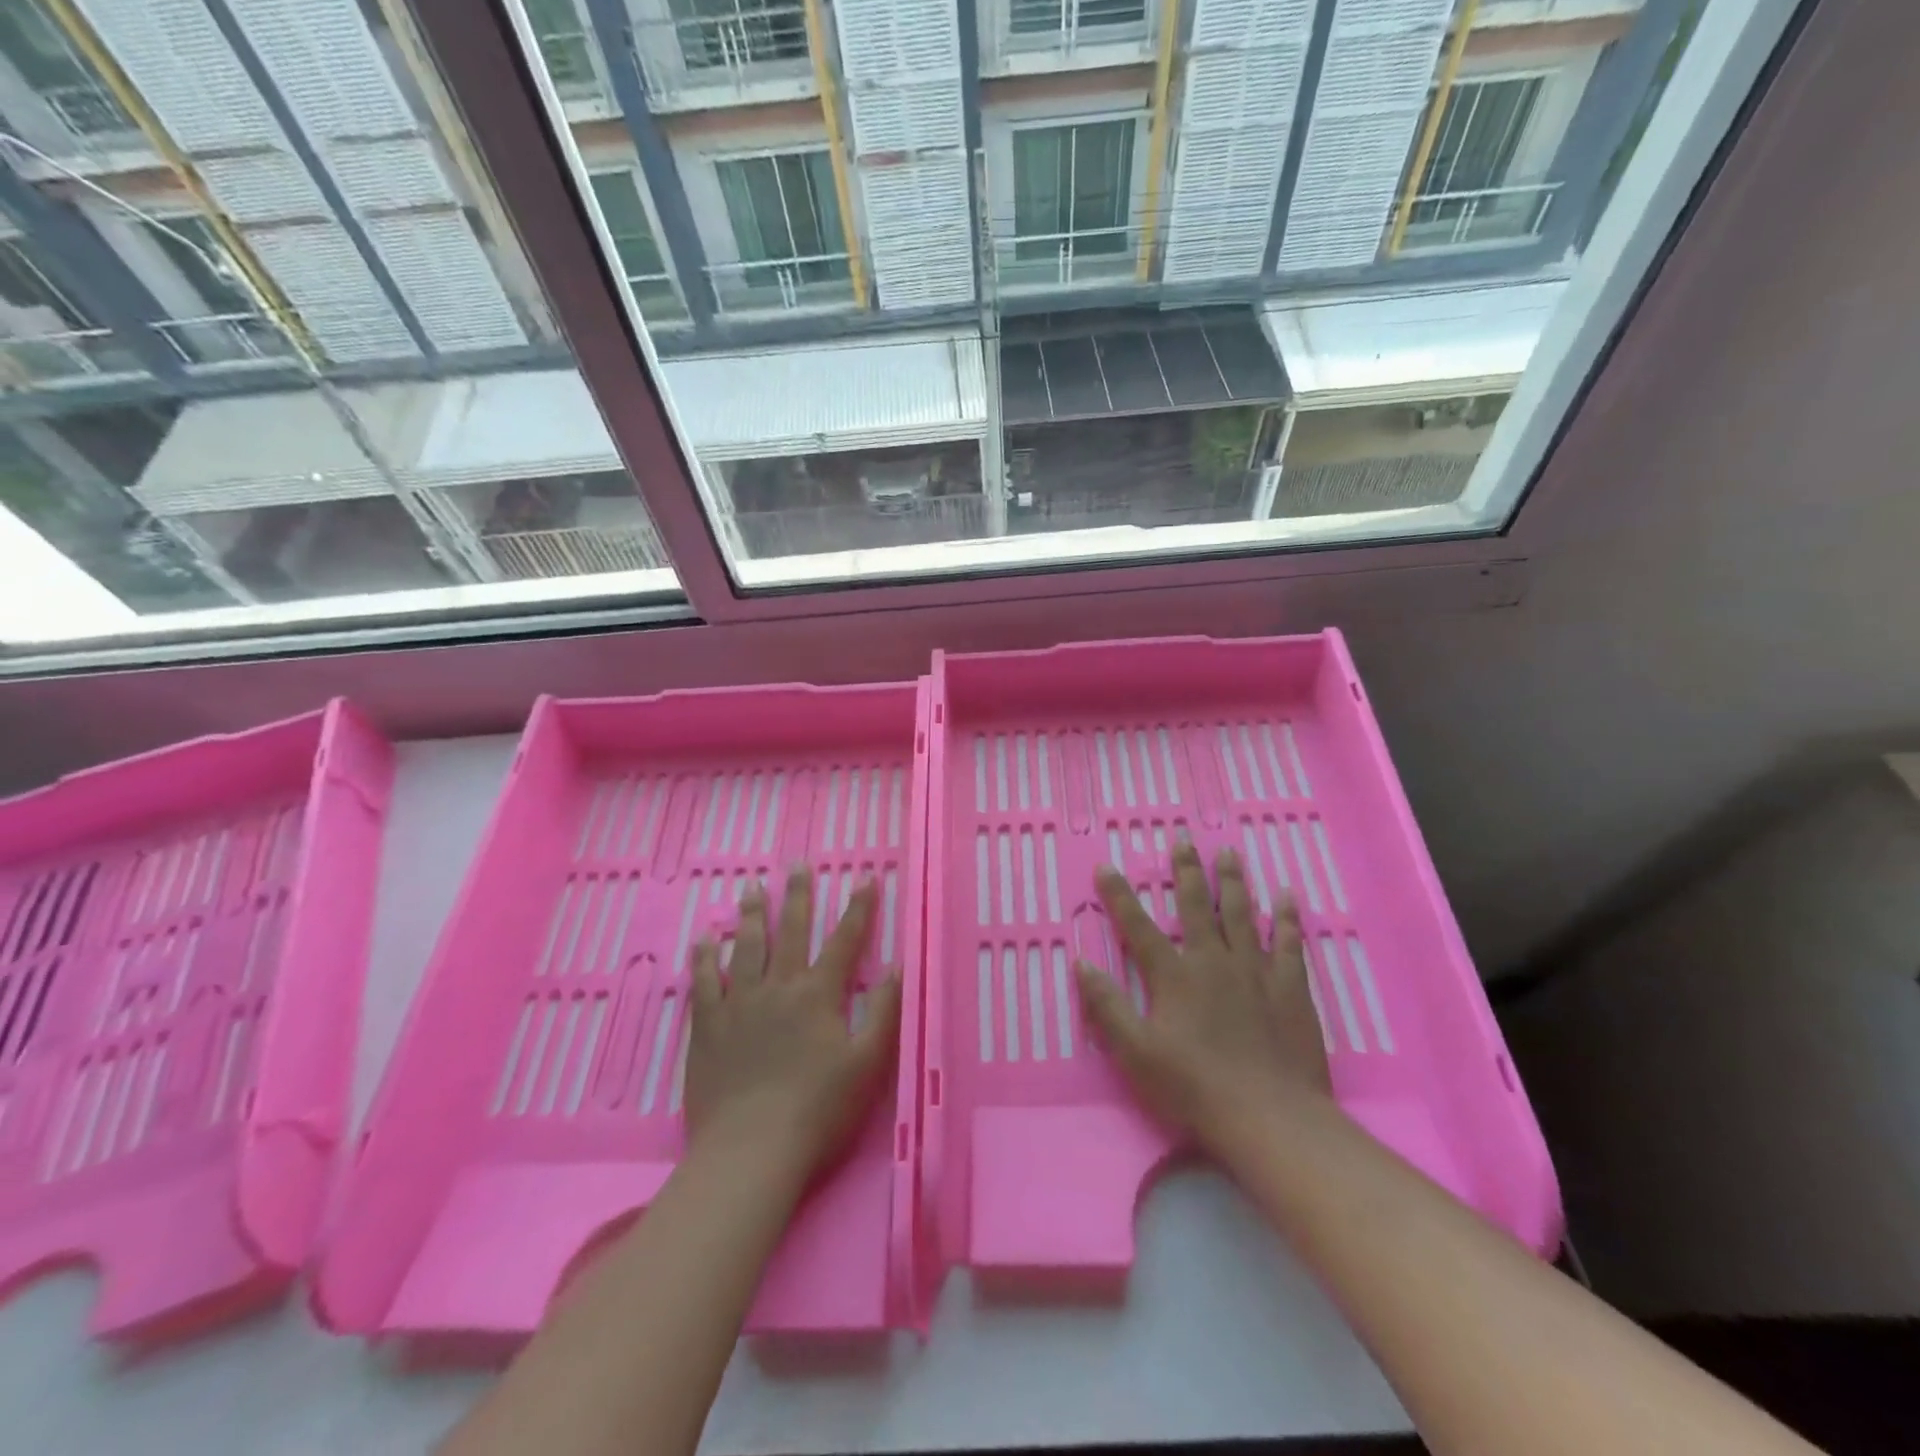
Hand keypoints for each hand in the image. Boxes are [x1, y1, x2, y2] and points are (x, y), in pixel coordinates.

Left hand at [685, 868, 901, 1182]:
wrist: (751, 1151)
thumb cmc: (818, 1110)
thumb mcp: (868, 1064)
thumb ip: (885, 1012)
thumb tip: (898, 966)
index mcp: (819, 995)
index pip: (844, 941)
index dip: (858, 908)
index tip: (865, 877)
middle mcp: (779, 988)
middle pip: (789, 932)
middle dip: (797, 896)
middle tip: (796, 864)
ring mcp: (739, 1004)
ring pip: (745, 948)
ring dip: (751, 915)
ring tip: (751, 888)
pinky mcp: (708, 1028)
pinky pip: (704, 983)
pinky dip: (704, 959)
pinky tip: (703, 939)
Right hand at [1076, 842, 1330, 1150]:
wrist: (1270, 1117)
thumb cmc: (1195, 1088)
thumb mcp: (1135, 1053)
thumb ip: (1108, 1007)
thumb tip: (1082, 964)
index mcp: (1174, 977)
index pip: (1139, 927)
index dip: (1119, 896)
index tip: (1107, 866)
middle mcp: (1213, 962)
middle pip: (1197, 907)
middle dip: (1186, 871)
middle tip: (1183, 840)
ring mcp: (1256, 972)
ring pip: (1243, 914)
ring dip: (1233, 881)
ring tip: (1229, 853)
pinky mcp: (1290, 988)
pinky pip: (1290, 943)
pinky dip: (1289, 918)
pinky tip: (1288, 896)